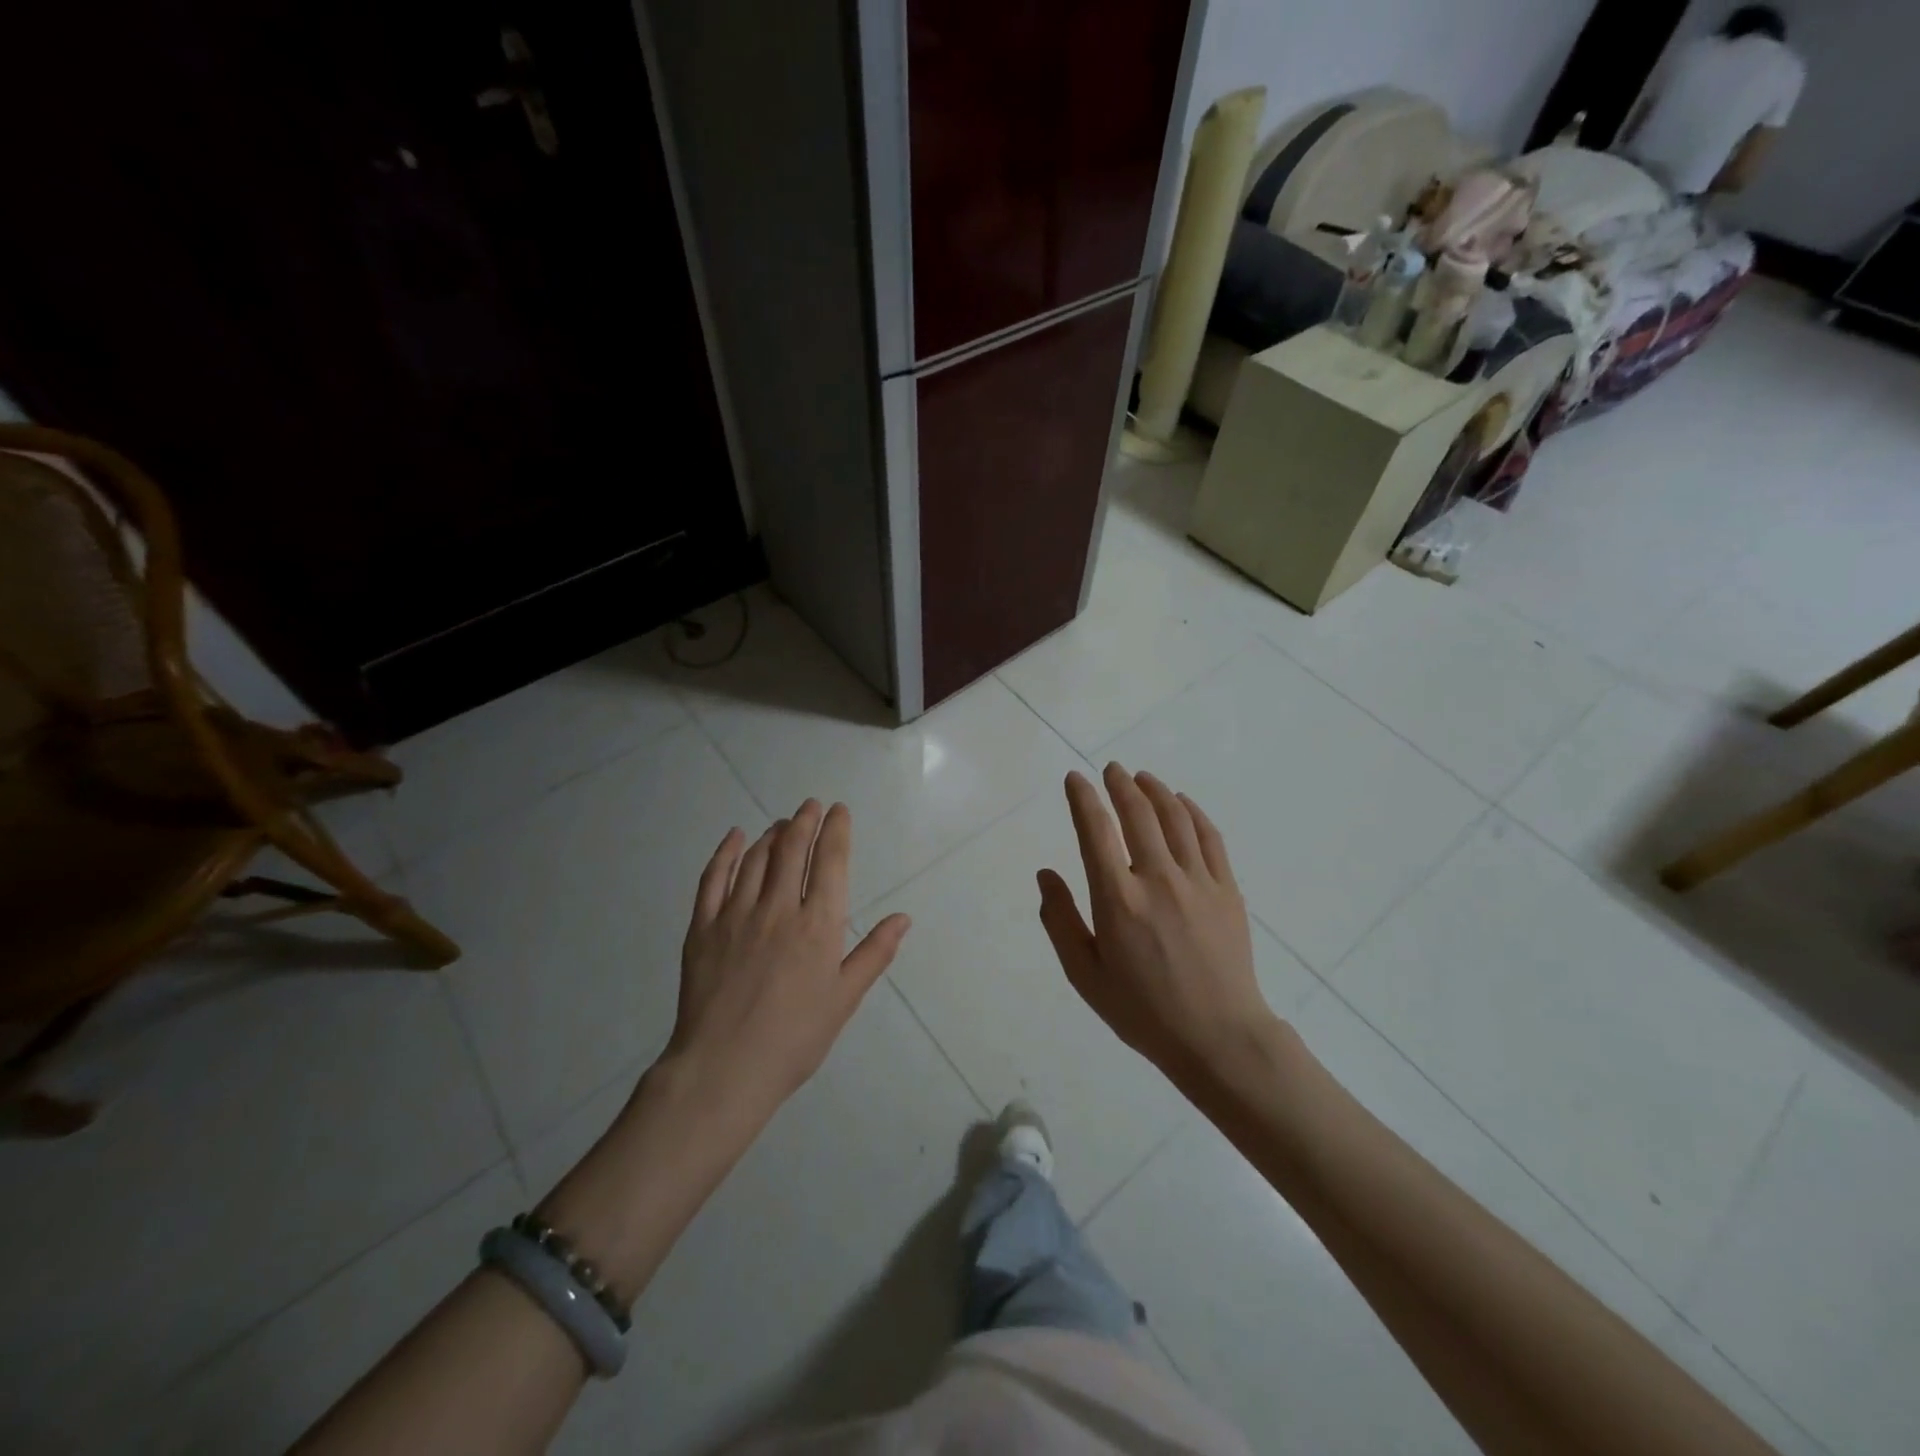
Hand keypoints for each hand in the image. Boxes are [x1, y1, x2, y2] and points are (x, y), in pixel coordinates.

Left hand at [667, 800, 910, 1126]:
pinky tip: (736, 837)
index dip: (836, 831)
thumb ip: (874, 953)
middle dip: (805, 821)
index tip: (839, 811)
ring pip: (757, 858)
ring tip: (782, 823)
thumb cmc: (794, 1038)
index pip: (830, 862)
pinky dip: (727, 852)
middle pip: (792, 849)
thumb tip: (903, 918)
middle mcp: (778, 908)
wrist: (724, 1069)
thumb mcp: (844, 998)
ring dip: (773, 833)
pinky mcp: (703, 926)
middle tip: (811, 805)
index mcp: (818, 925)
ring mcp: (736, 914)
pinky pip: (714, 877)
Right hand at [1038, 765, 1274, 1079]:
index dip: (1083, 798)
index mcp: (1118, 900)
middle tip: (1111, 769)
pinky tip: (1182, 804)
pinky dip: (1193, 813)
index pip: (1095, 831)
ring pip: (1175, 818)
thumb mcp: (1085, 975)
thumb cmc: (1143, 1011)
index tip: (1075, 780)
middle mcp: (1158, 880)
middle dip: (1120, 785)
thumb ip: (1060, 920)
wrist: (1218, 1038)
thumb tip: (1046, 874)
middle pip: (1138, 814)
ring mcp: (1198, 882)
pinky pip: (1210, 838)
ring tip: (1142, 778)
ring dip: (1155, 791)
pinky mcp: (1227, 891)